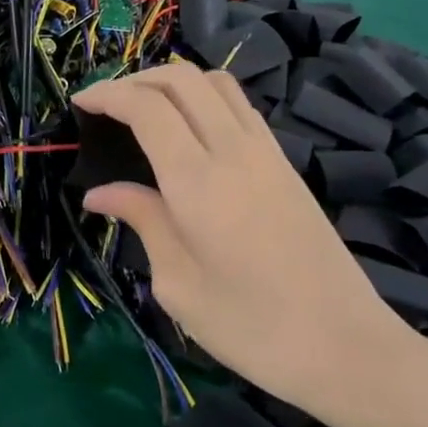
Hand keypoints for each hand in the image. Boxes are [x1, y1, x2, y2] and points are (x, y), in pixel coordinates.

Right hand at [72, 65, 425, 426]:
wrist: (348, 347)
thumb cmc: (251, 327)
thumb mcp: (178, 284)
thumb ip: (141, 220)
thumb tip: (98, 193)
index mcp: (198, 182)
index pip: (147, 107)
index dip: (107, 95)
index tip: (79, 103)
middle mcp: (233, 151)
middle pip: (180, 78)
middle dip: (134, 79)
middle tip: (105, 105)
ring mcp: (265, 152)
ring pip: (214, 82)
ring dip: (172, 82)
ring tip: (143, 107)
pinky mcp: (284, 162)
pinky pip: (238, 105)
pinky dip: (203, 96)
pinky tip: (187, 128)